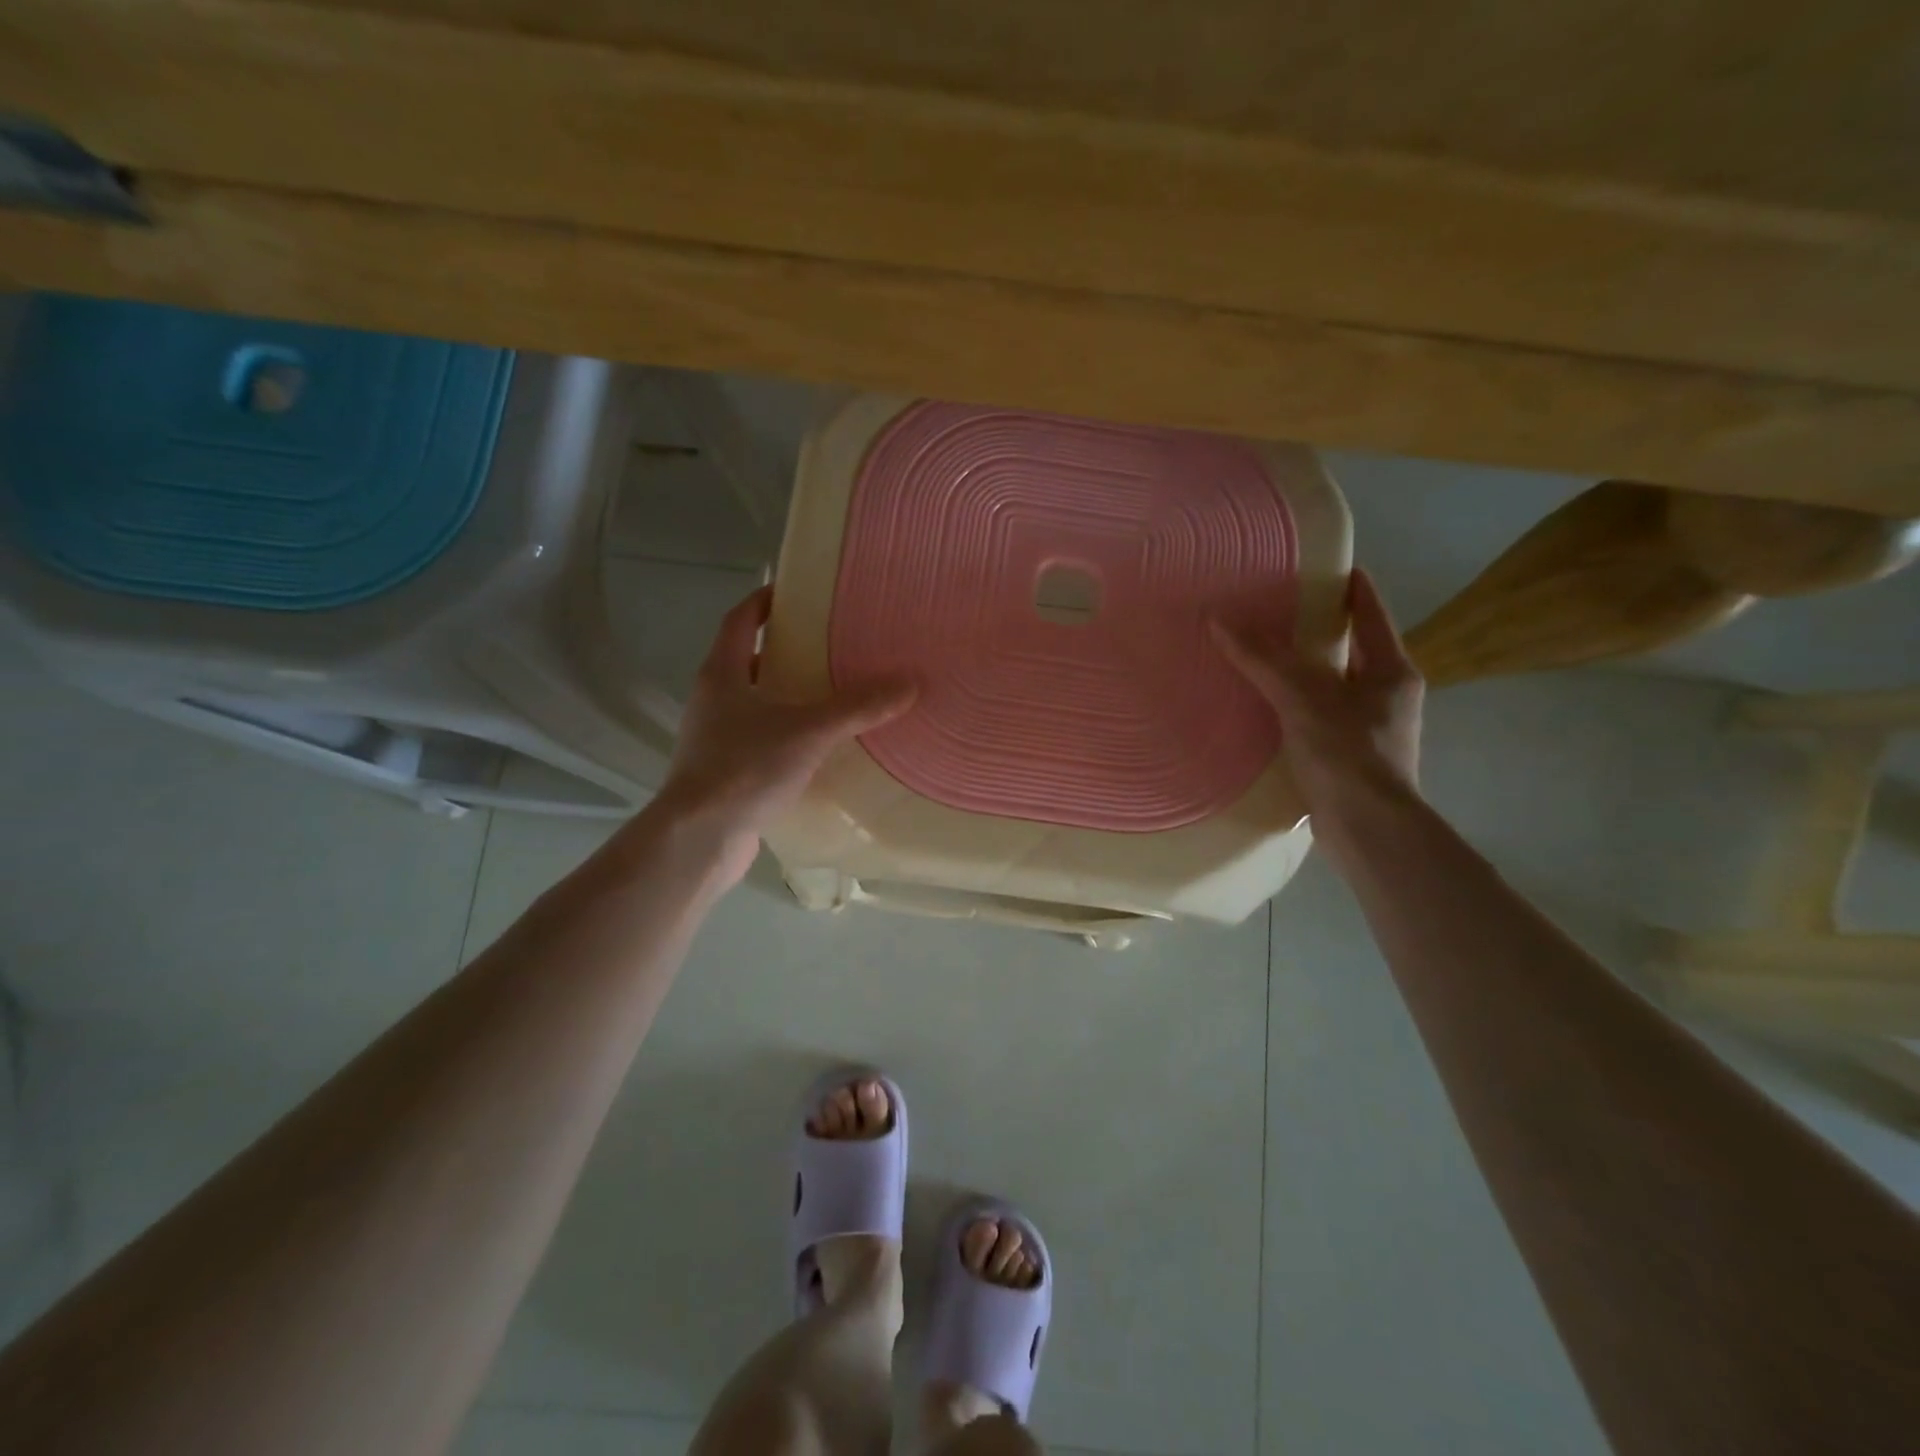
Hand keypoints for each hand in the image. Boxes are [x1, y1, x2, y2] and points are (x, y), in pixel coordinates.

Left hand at [653, 587, 913, 881]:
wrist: (699, 839)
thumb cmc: (745, 768)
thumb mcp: (809, 731)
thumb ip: (858, 707)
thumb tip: (909, 682)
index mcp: (723, 674)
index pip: (740, 620)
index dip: (764, 601)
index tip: (796, 592)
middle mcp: (713, 700)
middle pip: (749, 661)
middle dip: (786, 652)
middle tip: (831, 646)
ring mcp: (715, 739)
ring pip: (755, 705)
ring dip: (788, 697)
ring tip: (833, 696)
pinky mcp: (725, 773)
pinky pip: (760, 742)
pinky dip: (787, 738)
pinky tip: (819, 750)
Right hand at [1212, 569, 1423, 819]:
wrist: (1368, 830)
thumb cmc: (1347, 754)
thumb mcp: (1303, 698)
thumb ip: (1263, 659)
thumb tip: (1219, 618)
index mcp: (1391, 669)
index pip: (1370, 612)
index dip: (1349, 586)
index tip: (1322, 565)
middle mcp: (1387, 694)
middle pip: (1350, 648)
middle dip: (1316, 630)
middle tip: (1274, 610)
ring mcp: (1371, 728)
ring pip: (1332, 685)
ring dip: (1302, 671)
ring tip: (1259, 654)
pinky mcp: (1350, 756)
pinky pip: (1319, 716)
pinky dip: (1295, 705)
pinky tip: (1263, 706)